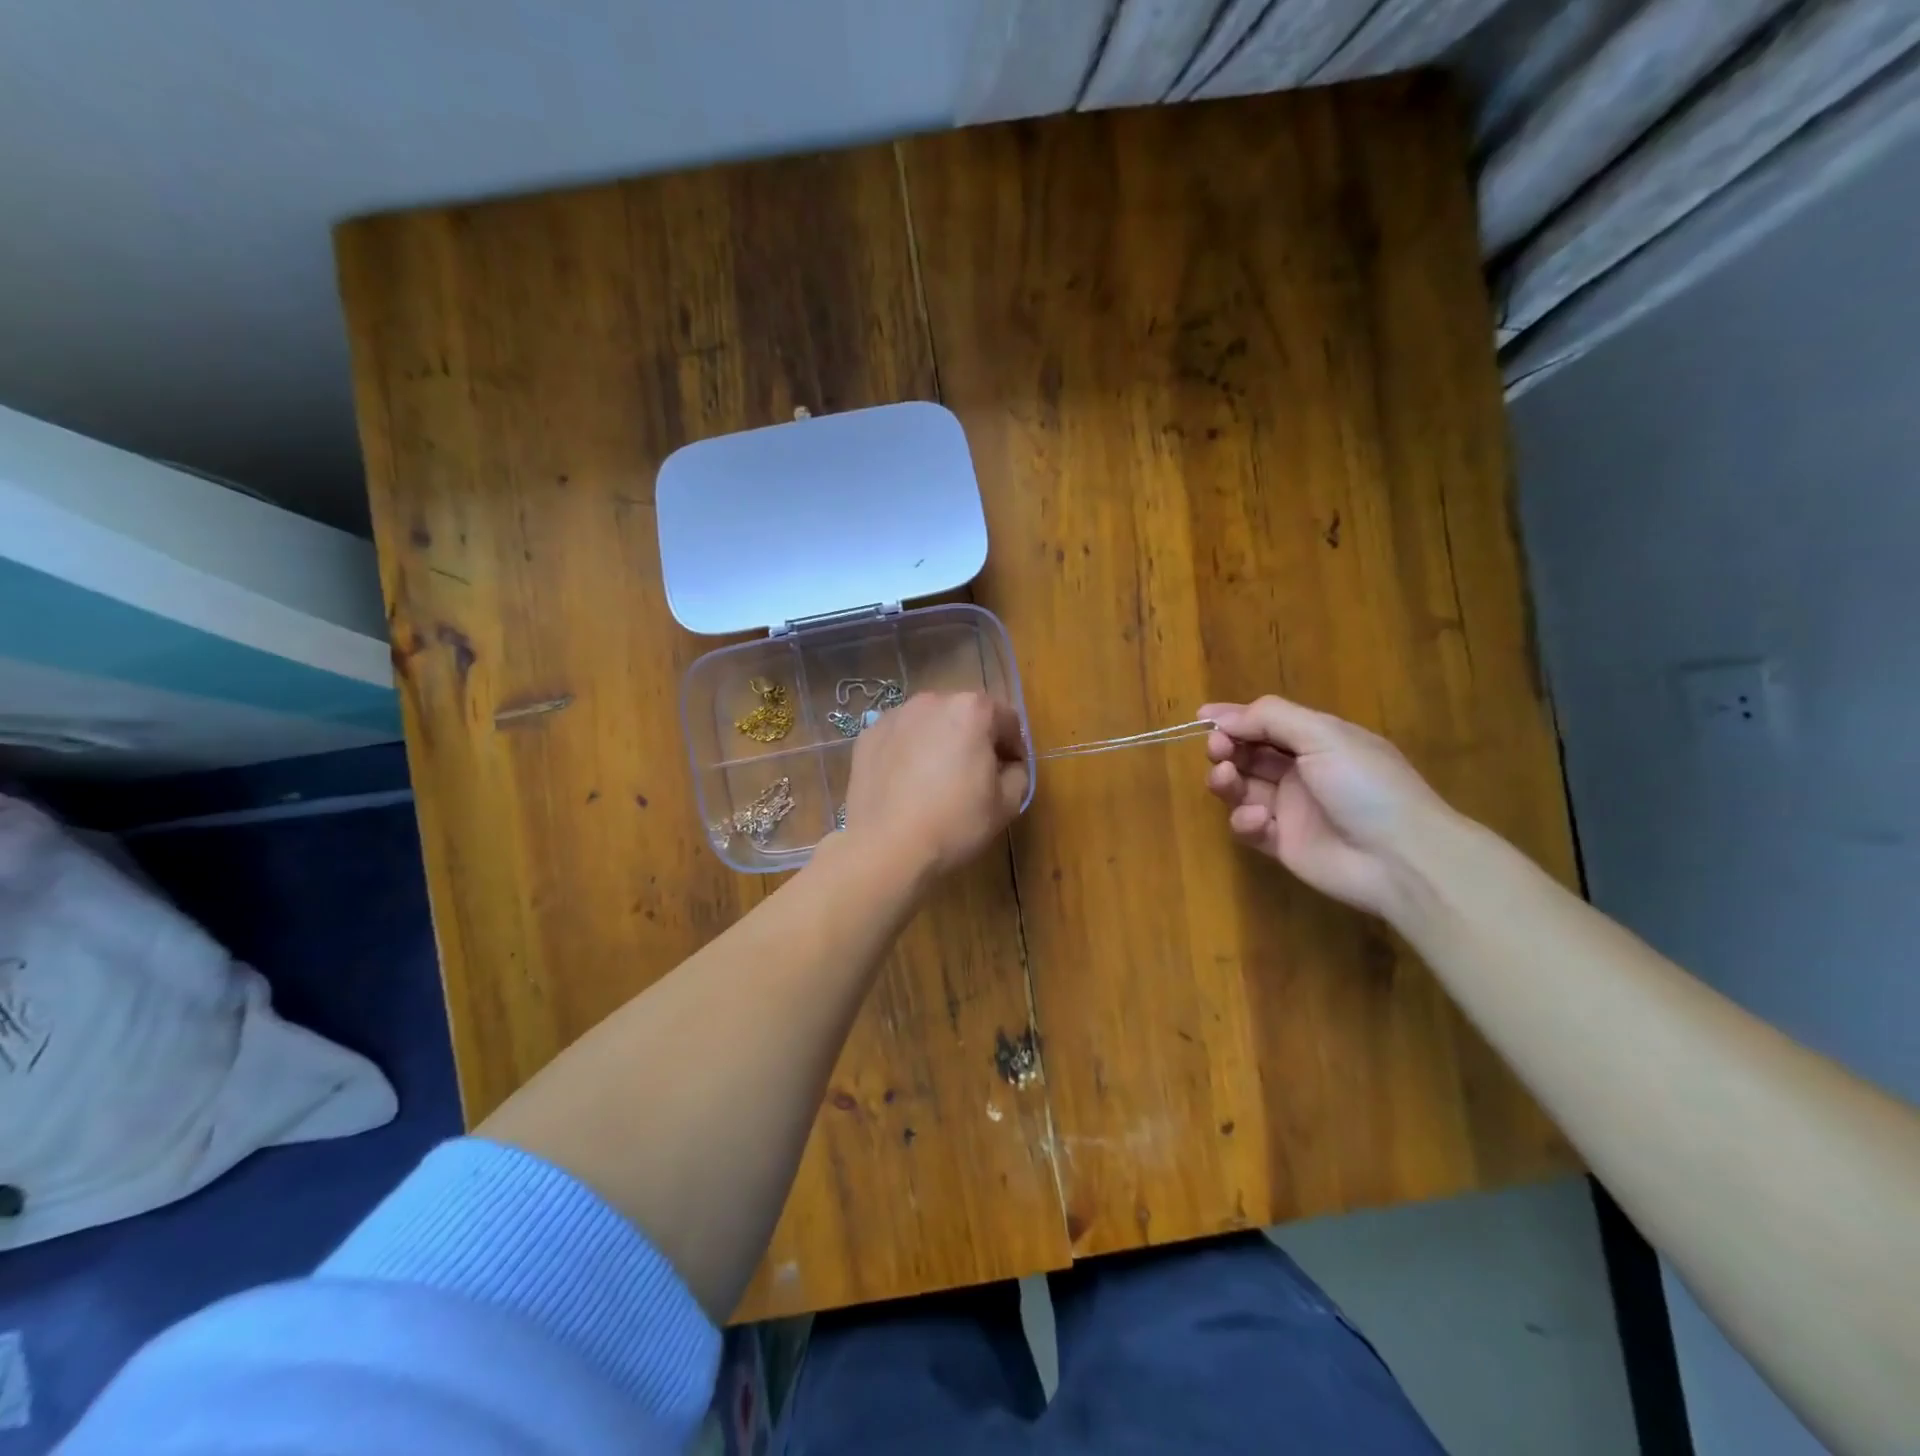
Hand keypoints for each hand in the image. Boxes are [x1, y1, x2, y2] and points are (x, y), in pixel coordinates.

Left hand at [841, 691, 1028, 883]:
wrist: (885, 847)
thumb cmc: (954, 822)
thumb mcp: (1006, 804)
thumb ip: (1018, 774)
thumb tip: (1008, 766)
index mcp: (971, 710)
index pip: (1007, 719)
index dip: (1014, 747)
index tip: (1009, 772)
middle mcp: (931, 701)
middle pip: (965, 714)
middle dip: (975, 739)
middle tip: (974, 776)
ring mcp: (894, 716)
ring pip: (930, 724)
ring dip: (939, 742)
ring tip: (936, 780)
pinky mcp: (868, 736)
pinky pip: (900, 737)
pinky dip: (908, 751)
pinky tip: (906, 784)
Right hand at [1201, 695, 1457, 919]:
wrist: (1401, 858)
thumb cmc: (1365, 786)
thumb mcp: (1324, 736)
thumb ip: (1271, 718)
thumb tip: (1225, 717)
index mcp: (1317, 741)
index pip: (1266, 723)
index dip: (1234, 718)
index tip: (1202, 717)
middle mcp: (1301, 772)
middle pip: (1247, 754)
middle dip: (1226, 747)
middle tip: (1218, 750)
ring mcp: (1290, 809)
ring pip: (1241, 788)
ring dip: (1226, 780)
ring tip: (1226, 778)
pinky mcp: (1281, 844)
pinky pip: (1248, 826)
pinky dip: (1245, 820)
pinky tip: (1261, 820)